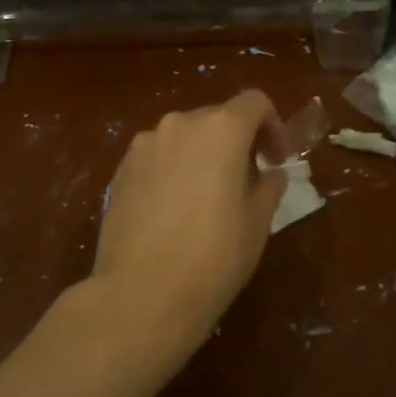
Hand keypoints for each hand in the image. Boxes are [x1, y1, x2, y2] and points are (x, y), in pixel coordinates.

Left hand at [91, 91, 288, 357]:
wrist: (141, 294)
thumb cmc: (213, 257)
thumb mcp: (257, 223)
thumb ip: (268, 187)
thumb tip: (268, 173)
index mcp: (220, 129)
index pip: (254, 103)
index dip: (273, 126)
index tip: (275, 161)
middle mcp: (179, 124)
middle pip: (216, 118)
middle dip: (236, 142)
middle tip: (246, 182)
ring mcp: (143, 145)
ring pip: (183, 137)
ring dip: (202, 155)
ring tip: (206, 198)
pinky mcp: (120, 170)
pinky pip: (156, 157)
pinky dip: (172, 169)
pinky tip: (173, 210)